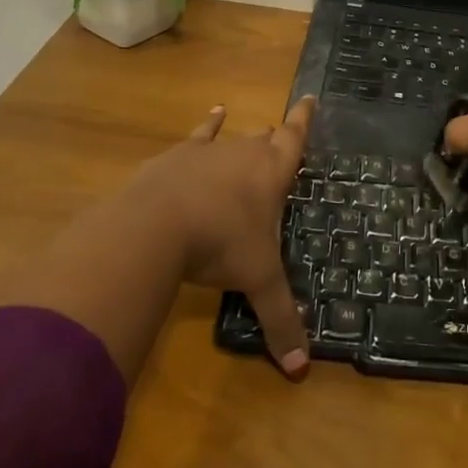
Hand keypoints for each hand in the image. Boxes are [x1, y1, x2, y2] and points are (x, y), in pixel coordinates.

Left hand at [123, 96, 315, 378]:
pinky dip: (208, 125)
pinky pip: (198, 136)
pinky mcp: (176, 157)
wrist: (157, 225)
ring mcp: (208, 152)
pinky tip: (213, 114)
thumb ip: (279, 320)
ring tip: (251, 126)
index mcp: (271, 174)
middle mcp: (244, 153)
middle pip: (264, 139)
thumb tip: (300, 370)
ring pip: (233, 137)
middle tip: (280, 136)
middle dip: (274, 138)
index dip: (303, 120)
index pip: (294, 139)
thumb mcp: (256, 281)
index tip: (309, 97)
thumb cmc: (220, 244)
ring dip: (243, 136)